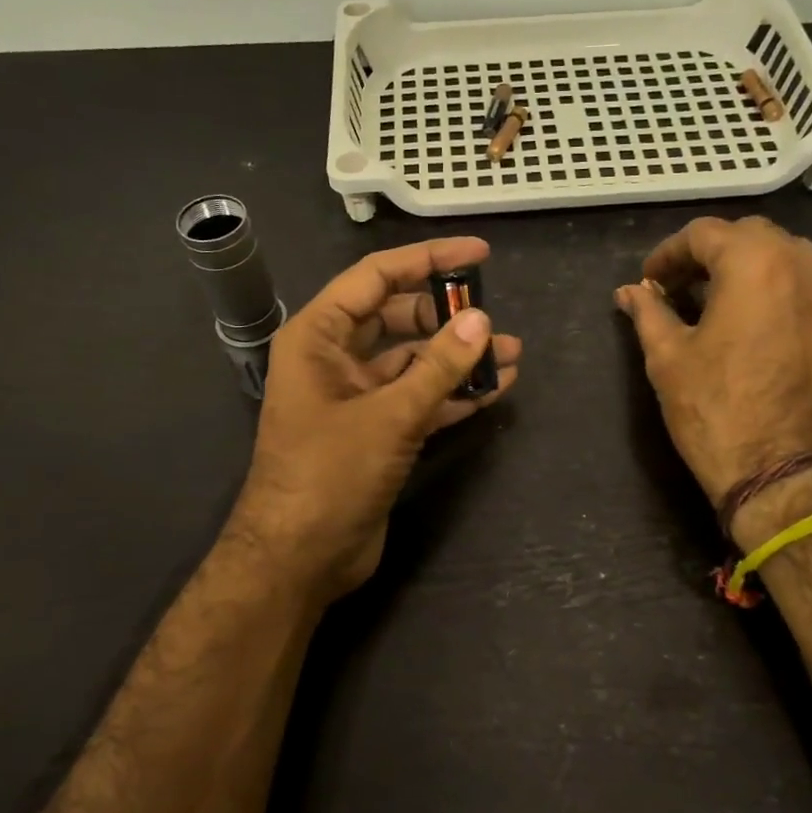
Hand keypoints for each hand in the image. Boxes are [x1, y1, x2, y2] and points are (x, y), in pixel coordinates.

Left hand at [227, 237, 521, 602]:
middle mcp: (334, 359)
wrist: (299, 558)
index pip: (376, 278)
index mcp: (318, 337)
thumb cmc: (329, 475)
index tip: (479, 254)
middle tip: (495, 319)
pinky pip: (418, 399)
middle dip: (448, 316)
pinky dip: (452, 394)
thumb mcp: (389, 415)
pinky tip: (494, 390)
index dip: (428, 260)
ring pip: (413, 362)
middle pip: (398, 318)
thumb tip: (482, 321)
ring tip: (512, 354)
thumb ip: (438, 367)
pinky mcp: (375, 432)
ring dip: (458, 358)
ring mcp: (356, 398)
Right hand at [615, 216, 811, 506]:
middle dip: (707, 253)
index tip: (648, 282)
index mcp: (754, 263)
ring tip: (710, 297)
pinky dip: (770, 284)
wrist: (778, 467)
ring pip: (780, 253)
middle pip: (747, 236)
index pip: (704, 234)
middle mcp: (798, 263)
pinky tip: (745, 316)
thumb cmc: (714, 408)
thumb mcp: (668, 356)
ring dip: (742, 264)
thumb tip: (628, 292)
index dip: (667, 254)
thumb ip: (648, 313)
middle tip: (676, 286)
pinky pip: (800, 281)